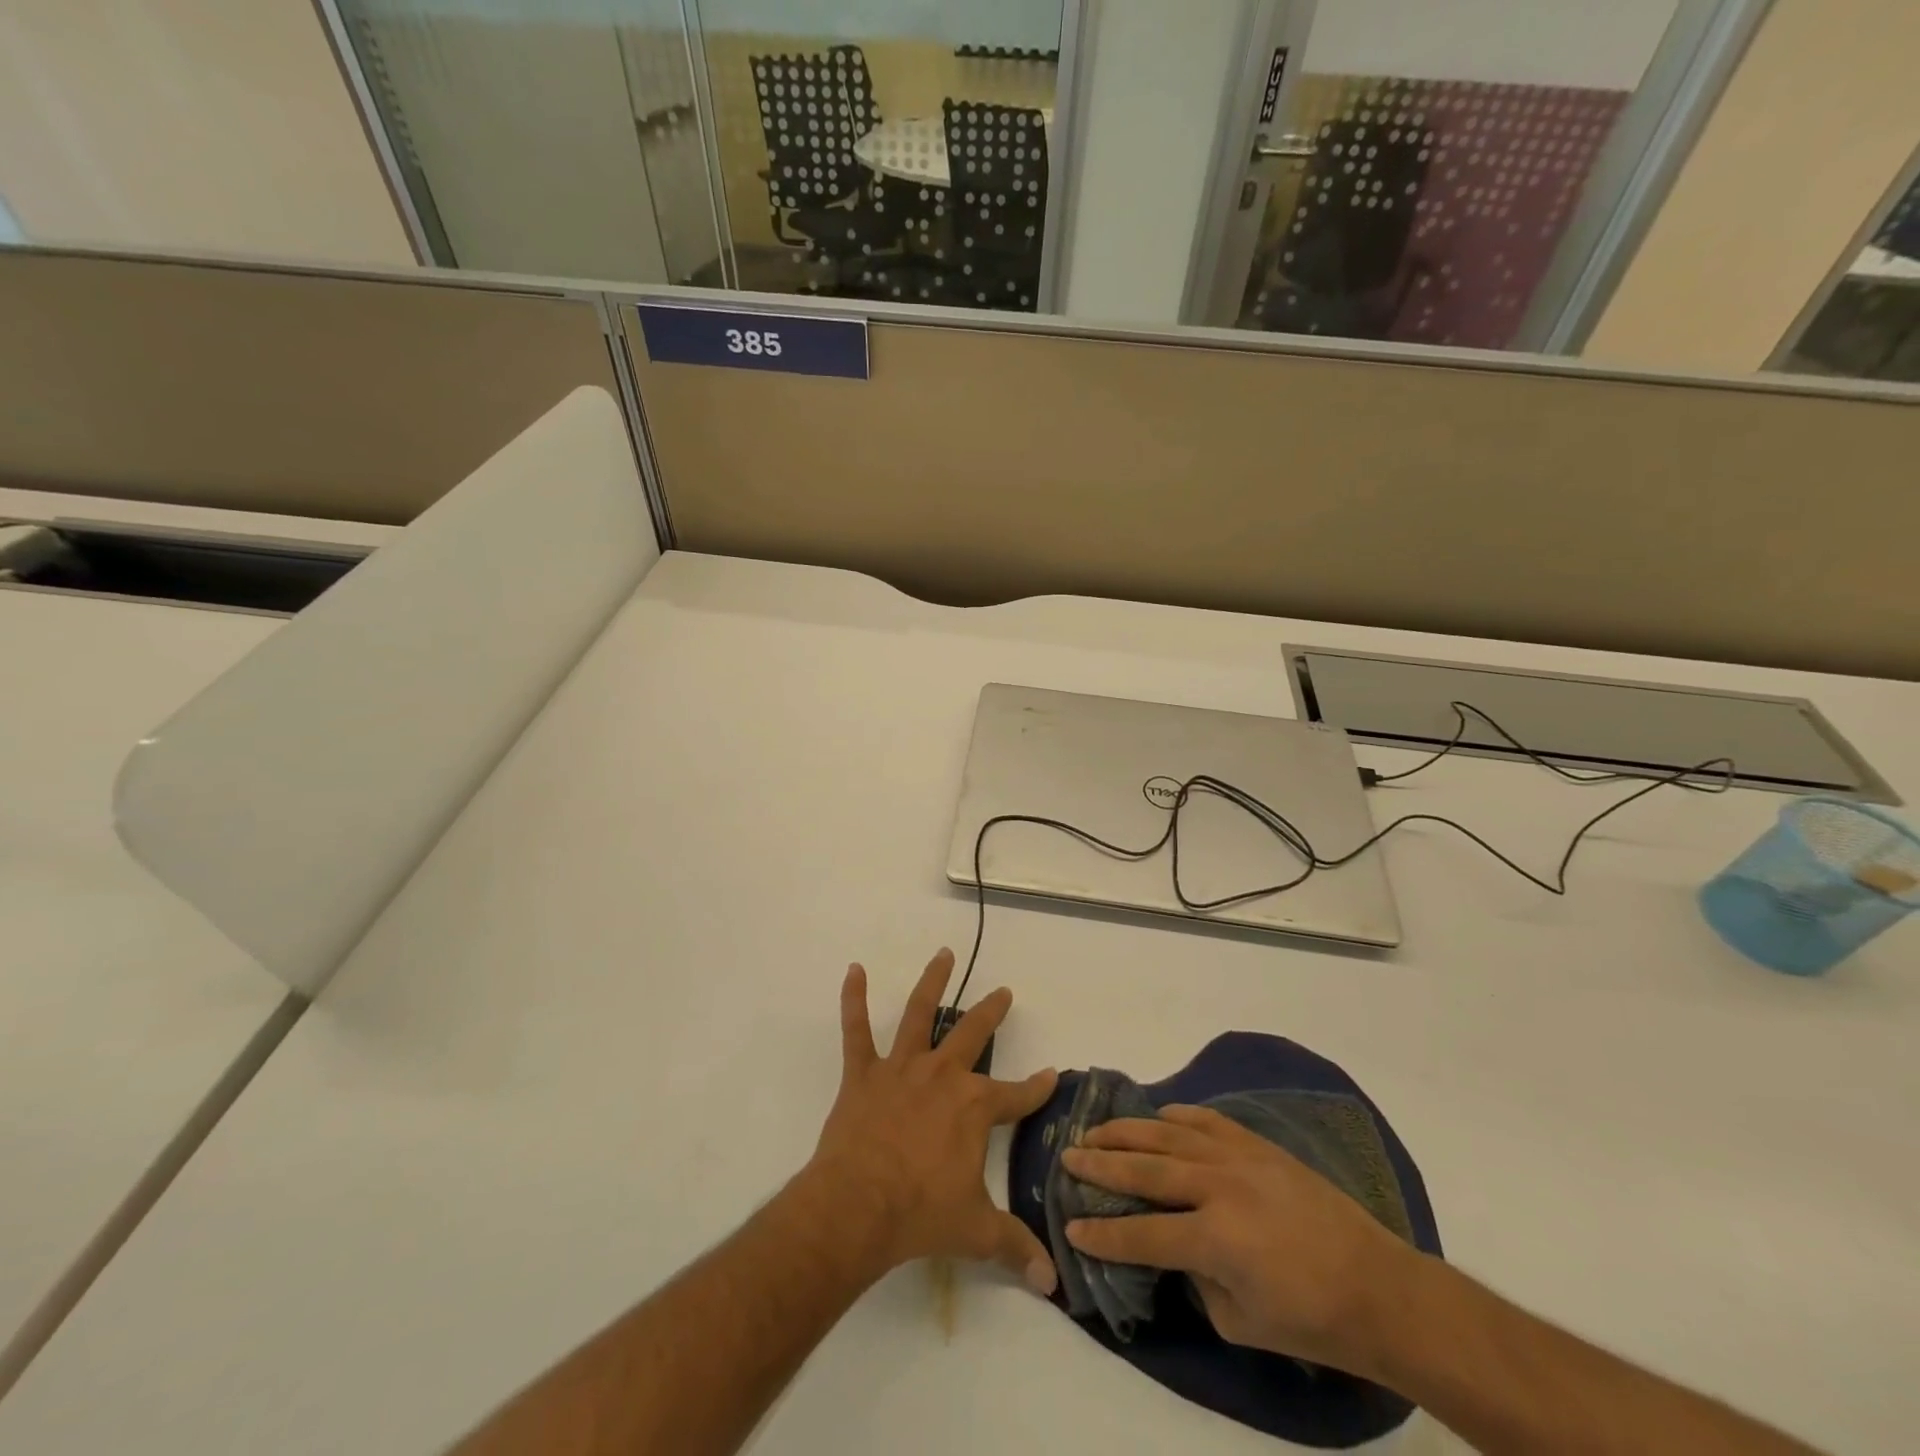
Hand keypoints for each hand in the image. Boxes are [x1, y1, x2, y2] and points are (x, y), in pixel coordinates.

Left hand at [804, 949, 1059, 1295]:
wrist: (858, 1207)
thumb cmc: (921, 1214)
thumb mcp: (976, 1232)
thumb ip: (1014, 1248)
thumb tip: (1052, 1283)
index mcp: (974, 1106)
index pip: (1017, 1094)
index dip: (1036, 1087)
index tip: (1052, 1073)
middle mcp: (942, 1075)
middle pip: (973, 1033)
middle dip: (992, 1012)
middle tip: (1004, 992)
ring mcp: (901, 1068)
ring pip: (919, 1013)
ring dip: (933, 981)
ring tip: (944, 954)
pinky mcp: (863, 1073)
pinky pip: (856, 1030)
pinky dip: (853, 999)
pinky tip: (853, 970)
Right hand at [1060, 1104, 1418, 1375]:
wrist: (1377, 1286)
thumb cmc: (1311, 1320)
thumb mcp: (1240, 1322)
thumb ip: (1195, 1281)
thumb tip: (1173, 1249)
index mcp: (1214, 1239)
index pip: (1142, 1234)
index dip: (1103, 1233)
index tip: (1071, 1226)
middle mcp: (1217, 1187)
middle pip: (1144, 1170)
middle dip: (1100, 1165)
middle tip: (1067, 1157)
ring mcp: (1237, 1157)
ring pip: (1166, 1134)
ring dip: (1127, 1132)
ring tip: (1096, 1131)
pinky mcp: (1256, 1144)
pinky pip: (1204, 1120)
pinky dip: (1175, 1116)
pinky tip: (1157, 1118)